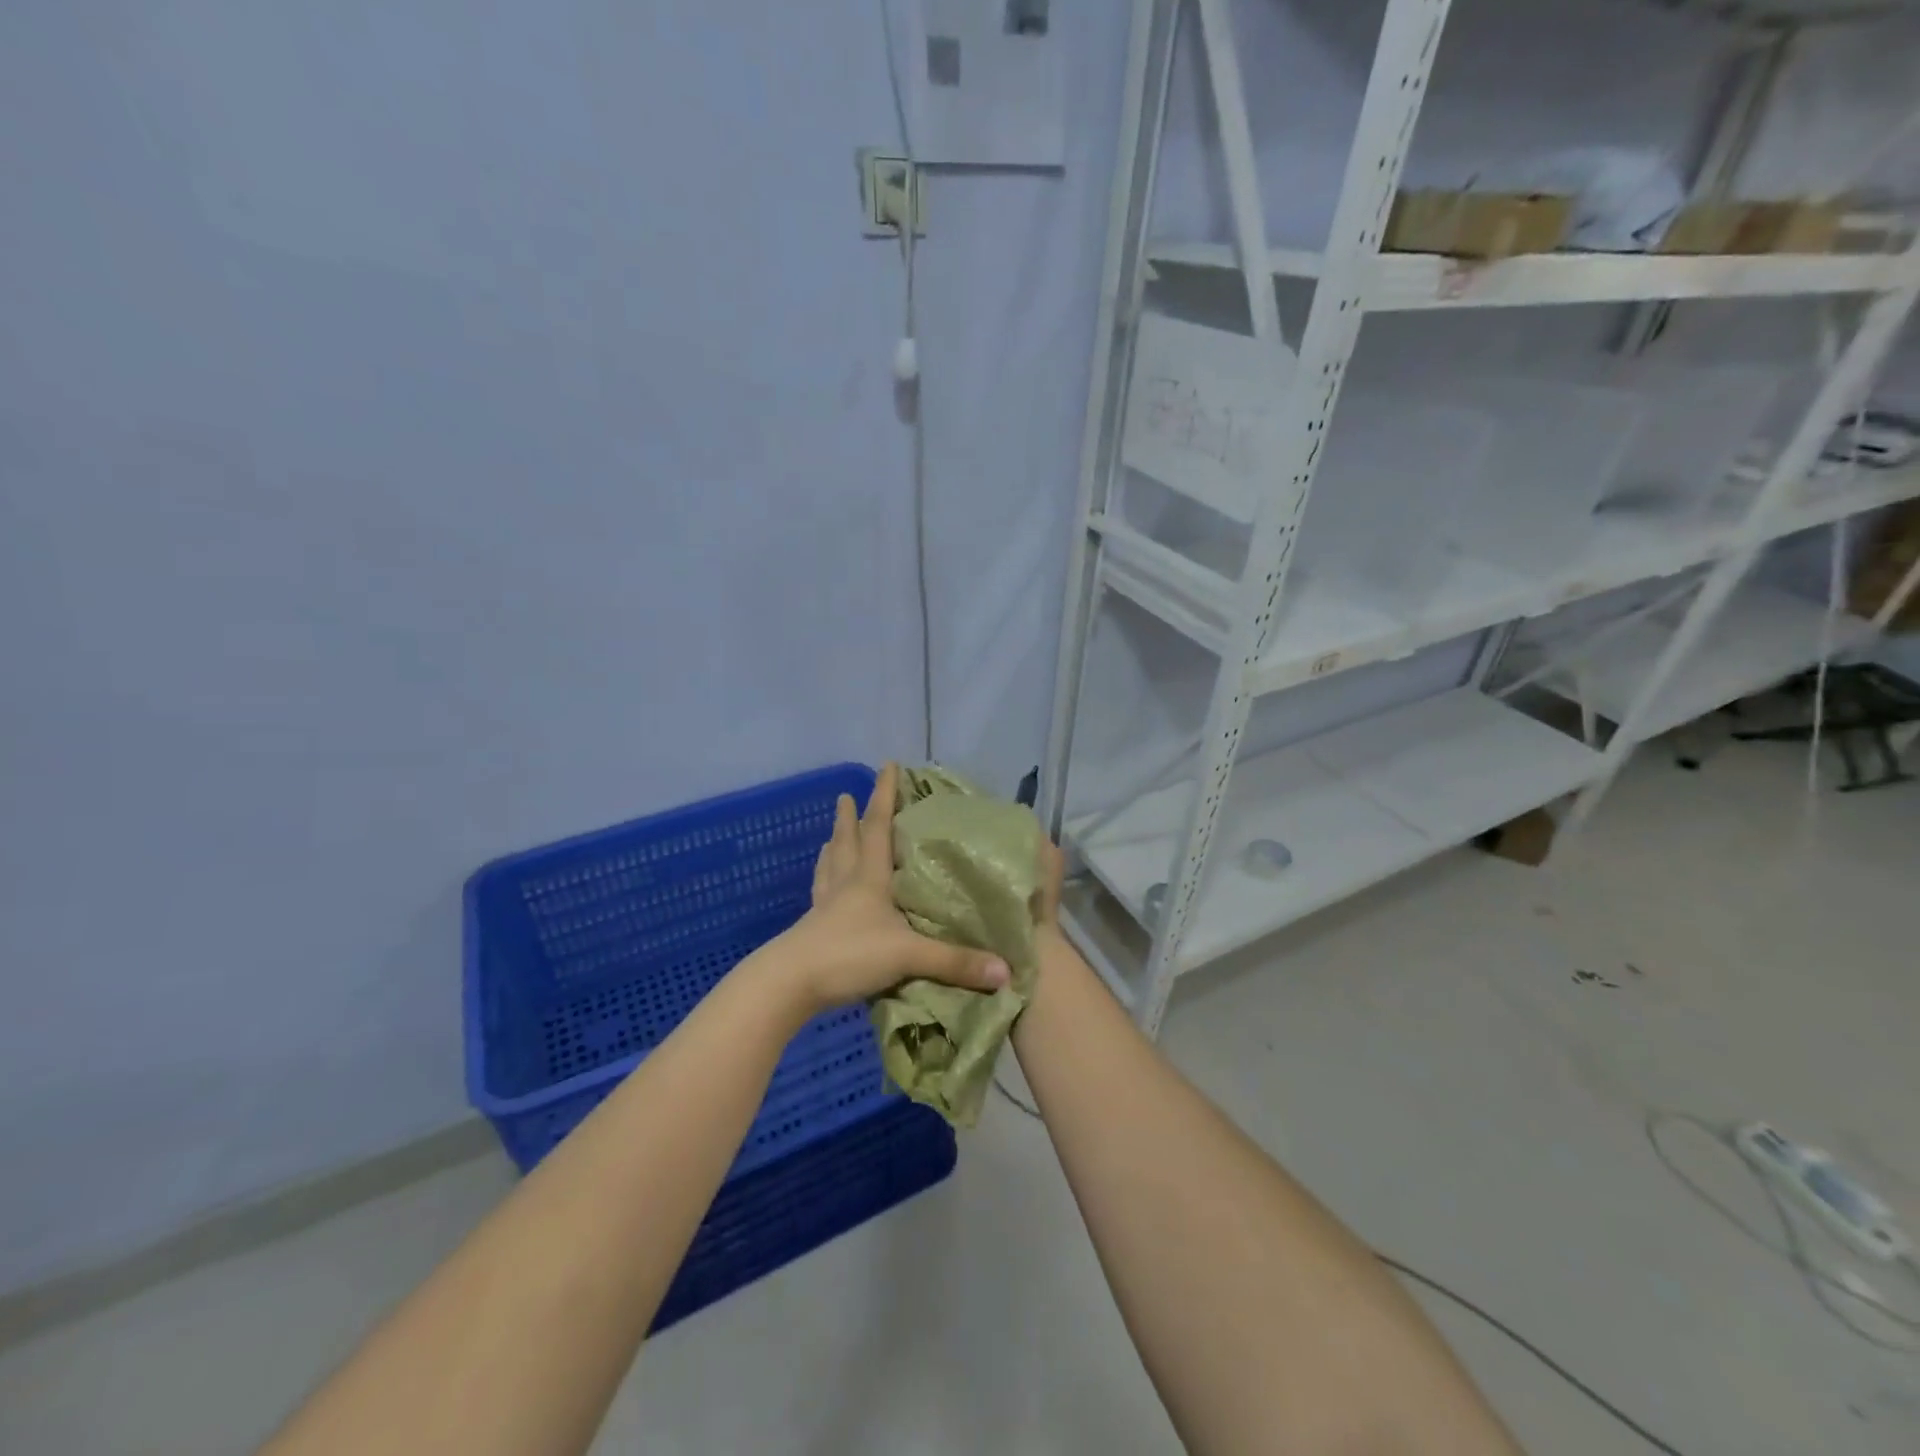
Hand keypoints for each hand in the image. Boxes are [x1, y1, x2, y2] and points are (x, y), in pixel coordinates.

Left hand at [755, 763, 1010, 1015]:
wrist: (791, 984)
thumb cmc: (850, 955)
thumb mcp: (908, 956)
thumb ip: (955, 962)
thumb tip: (1005, 971)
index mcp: (869, 878)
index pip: (878, 827)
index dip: (884, 796)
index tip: (887, 766)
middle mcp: (845, 884)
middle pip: (847, 842)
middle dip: (850, 817)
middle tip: (846, 795)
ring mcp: (825, 906)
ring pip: (830, 866)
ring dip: (833, 846)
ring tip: (832, 834)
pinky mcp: (812, 928)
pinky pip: (819, 895)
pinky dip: (822, 882)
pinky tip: (821, 886)